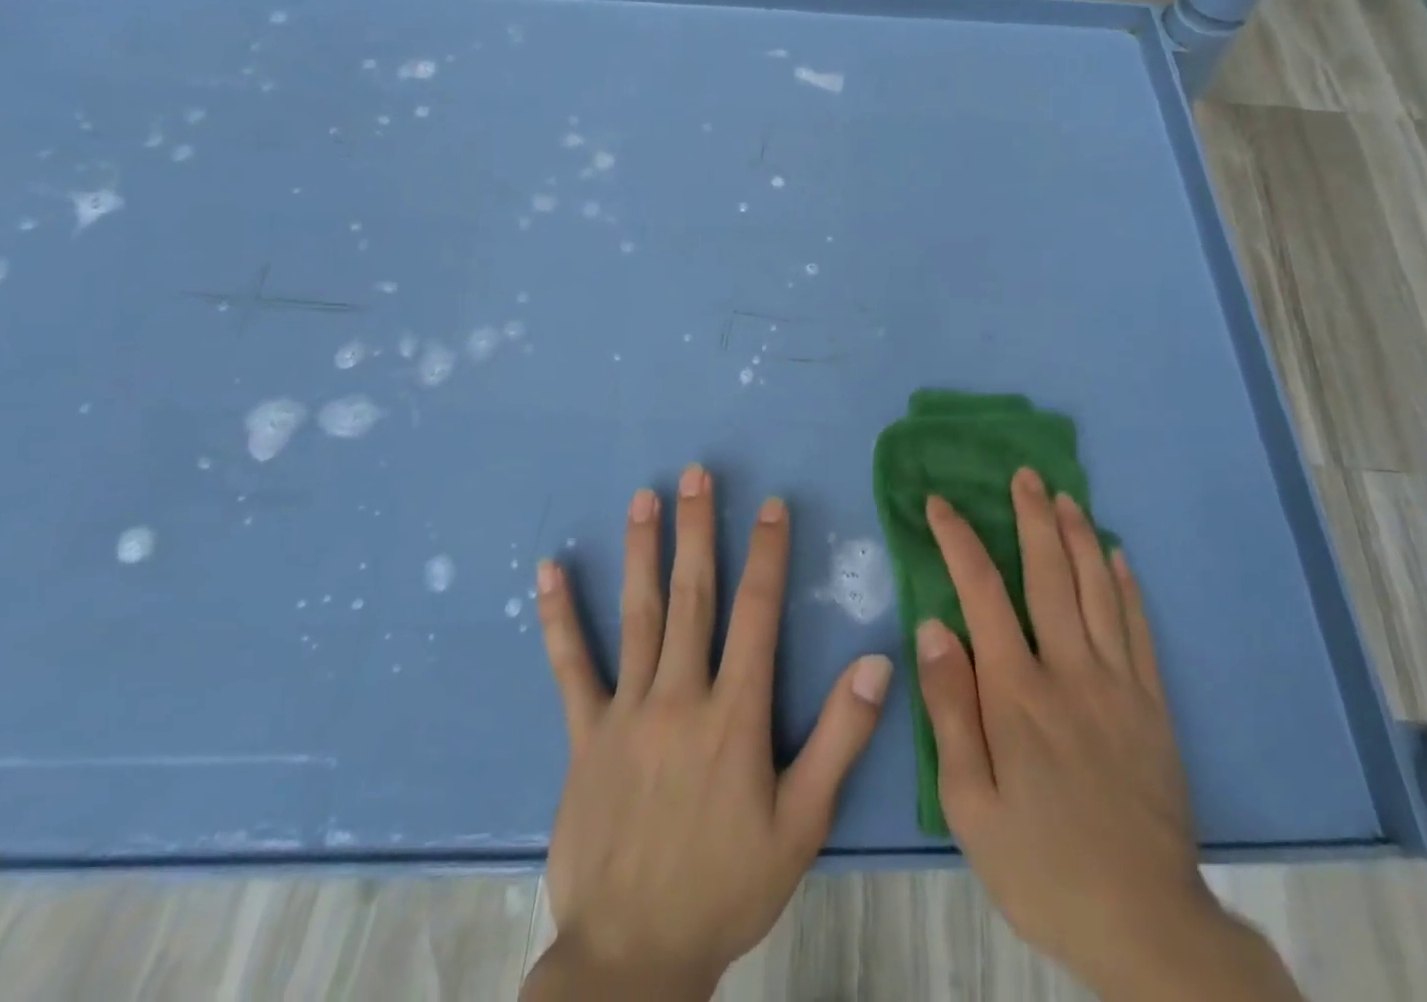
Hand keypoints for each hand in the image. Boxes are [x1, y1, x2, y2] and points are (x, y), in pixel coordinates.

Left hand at [522, 464, 894, 1000]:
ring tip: (644, 497)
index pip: (757, 614)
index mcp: (735, 715)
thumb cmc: (728, 886)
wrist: (633, 957)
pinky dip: (559, 617)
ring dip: (642, 550)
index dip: (767, 554)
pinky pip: (571, 666)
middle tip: (697, 473)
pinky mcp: (585, 733)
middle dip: (698, 529)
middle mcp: (680, 696)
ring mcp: (627, 710)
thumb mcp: (802, 825)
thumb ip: (840, 739)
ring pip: (638, 614)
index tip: (772, 506)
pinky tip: (549, 571)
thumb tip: (877, 663)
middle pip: (693, 595)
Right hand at [917, 470, 1302, 1001]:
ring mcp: (1119, 684)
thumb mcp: (971, 804)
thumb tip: (934, 626)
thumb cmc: (1042, 866)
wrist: (1148, 927)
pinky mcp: (1153, 706)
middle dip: (1032, 517)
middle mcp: (1069, 671)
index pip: (982, 592)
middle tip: (1025, 474)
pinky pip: (1138, 628)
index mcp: (1017, 692)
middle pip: (1048, 574)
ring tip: (1066, 497)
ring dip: (1079, 536)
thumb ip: (950, 708)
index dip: (959, 540)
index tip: (940, 504)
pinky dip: (1126, 585)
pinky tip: (1117, 557)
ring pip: (1097, 589)